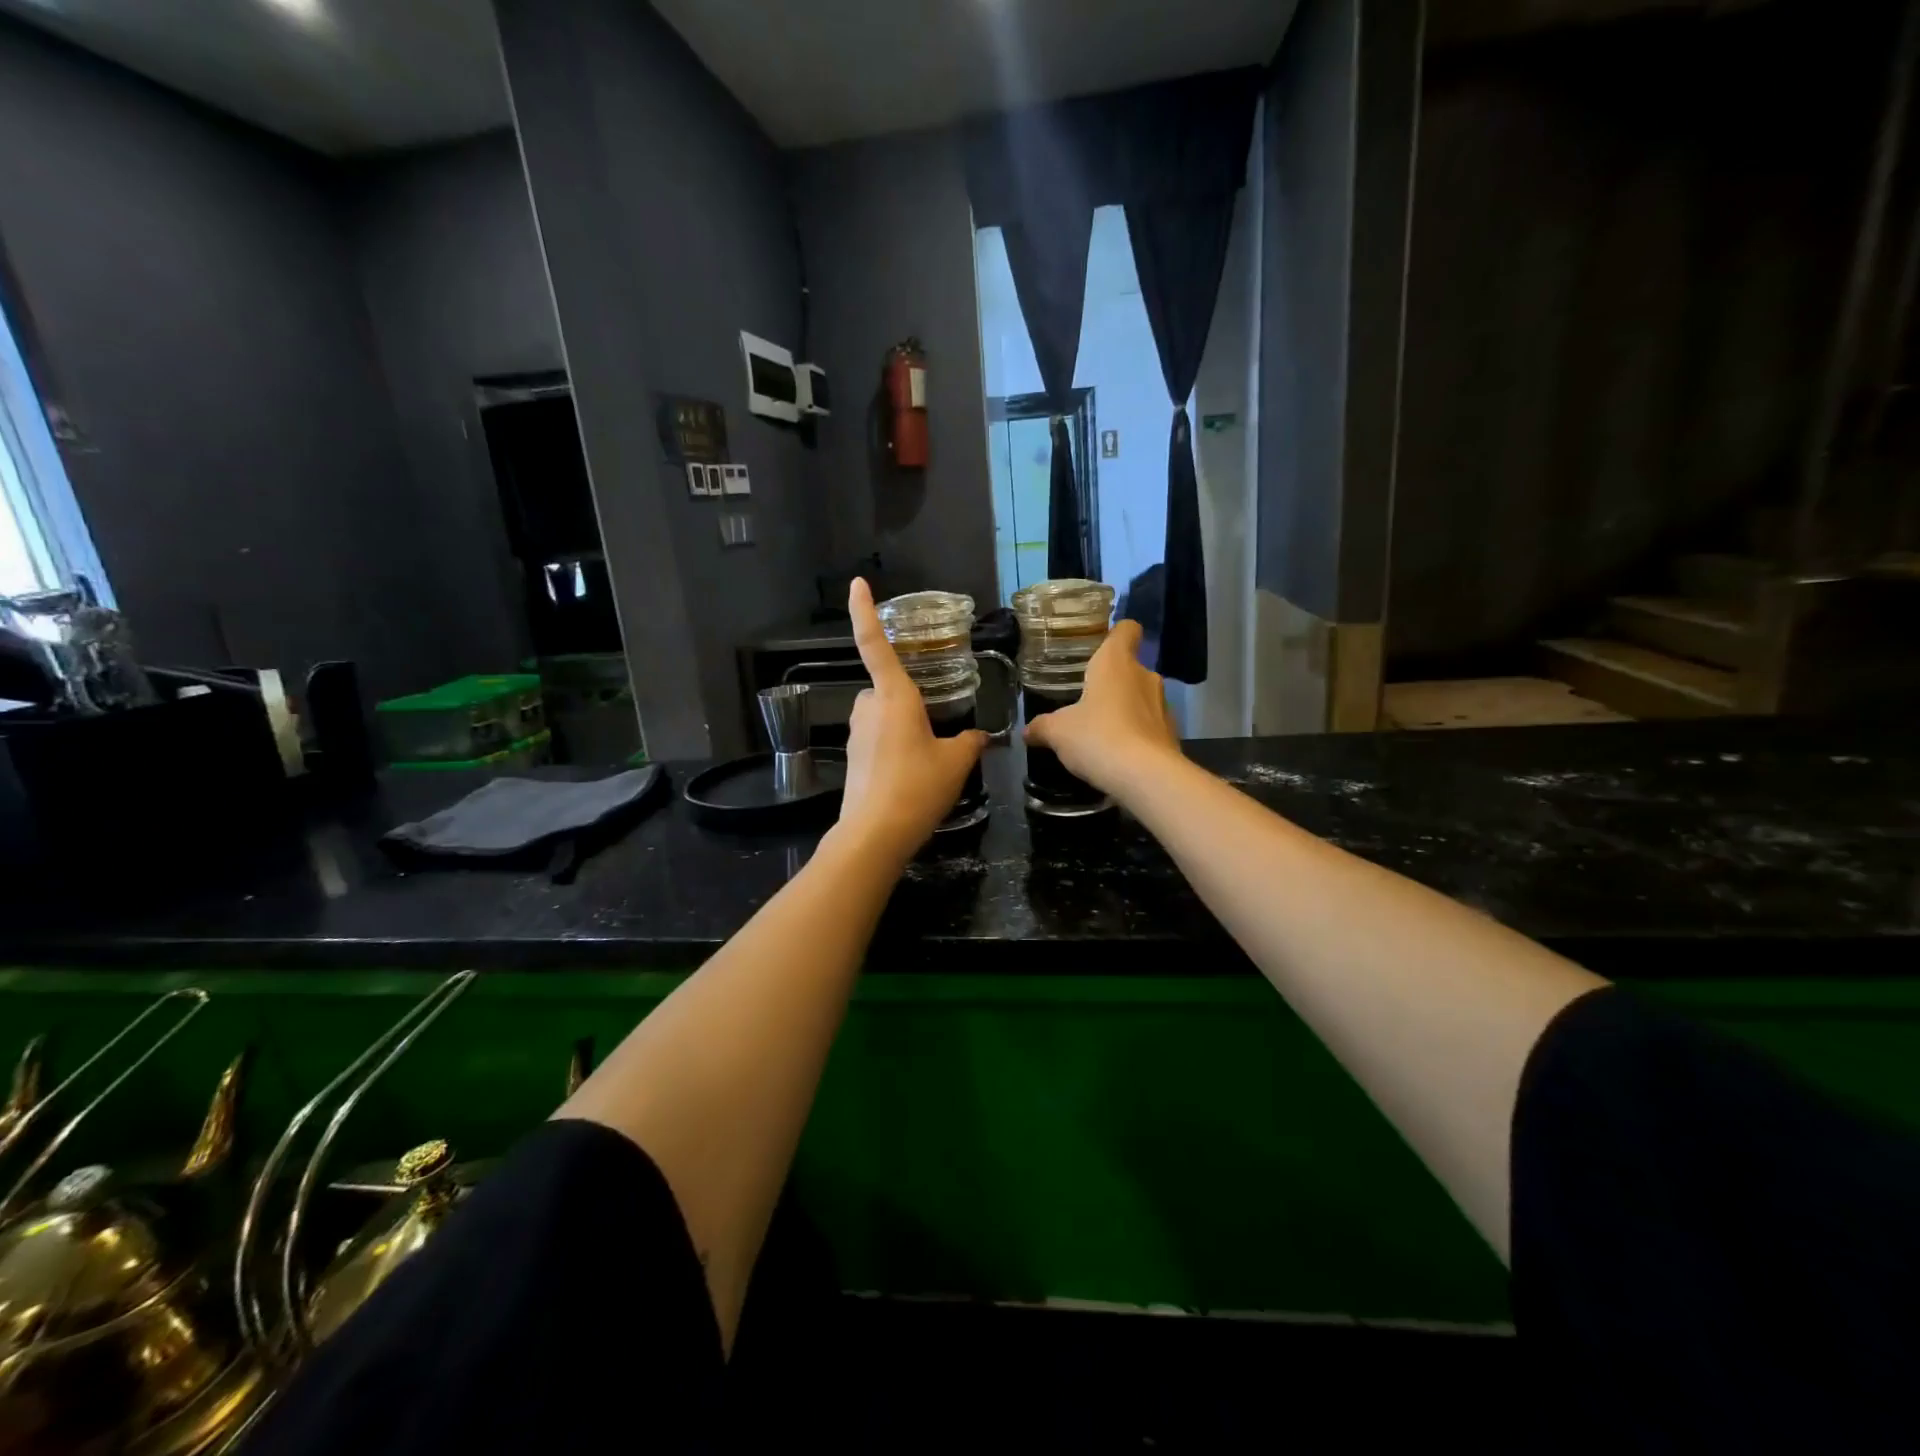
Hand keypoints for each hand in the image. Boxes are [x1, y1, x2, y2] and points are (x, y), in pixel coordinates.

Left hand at [834, 578, 987, 861]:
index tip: (857, 584)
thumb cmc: (917, 788)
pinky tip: (911, 778)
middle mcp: (869, 708)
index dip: (864, 612)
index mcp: (894, 697)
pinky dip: (893, 750)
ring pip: (882, 716)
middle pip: (888, 690)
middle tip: (935, 735)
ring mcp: (857, 733)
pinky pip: (877, 740)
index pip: (874, 644)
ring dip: (901, 728)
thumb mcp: (956, 763)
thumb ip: (970, 743)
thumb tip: (980, 736)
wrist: (875, 834)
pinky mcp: (852, 757)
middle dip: (909, 704)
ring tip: (927, 763)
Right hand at [1022, 619, 1179, 800]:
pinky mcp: (1172, 733)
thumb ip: (1042, 727)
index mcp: (1116, 662)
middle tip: (1086, 701)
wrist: (1145, 777)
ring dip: (1124, 710)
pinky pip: (1150, 726)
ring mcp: (1163, 705)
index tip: (1099, 647)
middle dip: (1111, 682)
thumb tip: (1027, 731)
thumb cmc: (1097, 737)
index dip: (1115, 633)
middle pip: (1129, 667)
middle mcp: (1144, 676)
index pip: (1126, 629)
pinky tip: (1118, 755)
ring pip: (1141, 698)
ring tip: (1101, 733)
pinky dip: (1136, 735)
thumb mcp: (1058, 732)